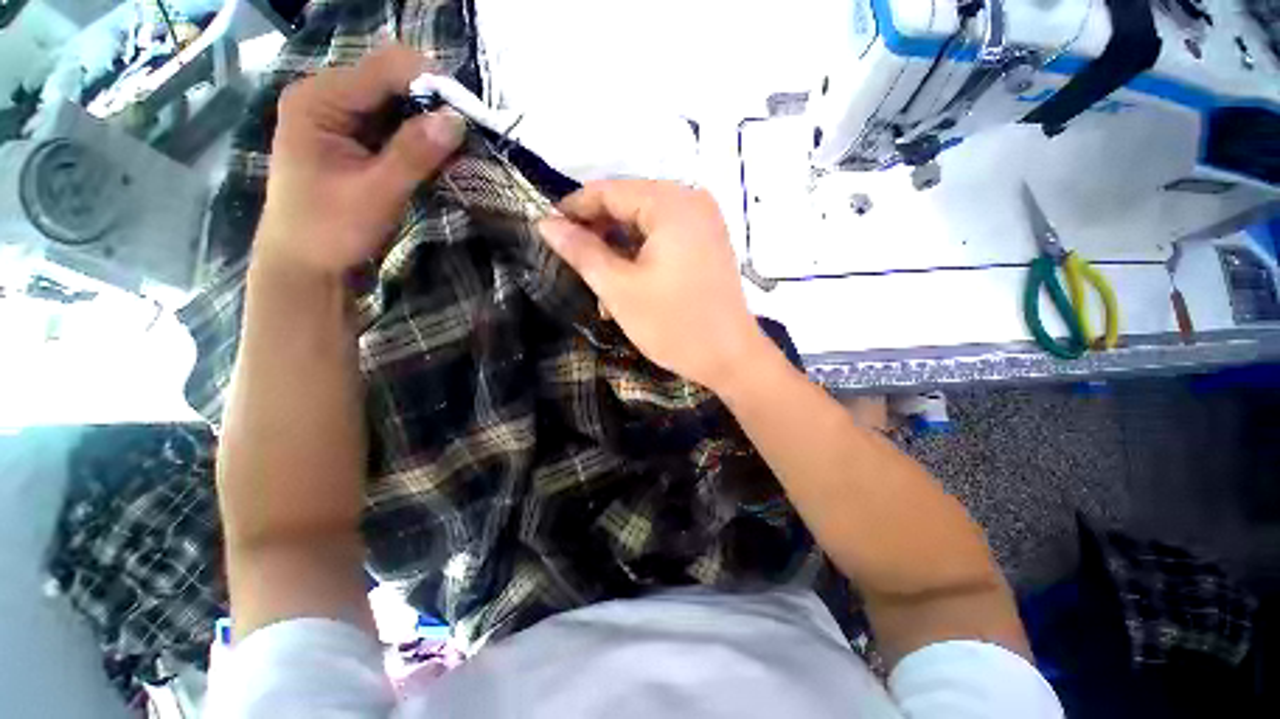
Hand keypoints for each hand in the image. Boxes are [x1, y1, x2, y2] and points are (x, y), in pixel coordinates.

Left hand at [254, 45, 465, 278]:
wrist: (304, 263)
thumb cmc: (331, 229)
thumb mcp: (377, 192)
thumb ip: (415, 153)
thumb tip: (457, 120)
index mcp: (320, 99)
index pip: (384, 69)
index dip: (431, 83)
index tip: (470, 114)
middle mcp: (325, 95)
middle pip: (390, 80)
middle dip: (432, 103)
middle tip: (467, 134)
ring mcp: (336, 115)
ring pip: (394, 102)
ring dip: (427, 121)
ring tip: (456, 146)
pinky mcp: (349, 136)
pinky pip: (391, 123)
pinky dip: (417, 136)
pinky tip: (435, 153)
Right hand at [538, 180, 770, 391]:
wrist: (731, 359)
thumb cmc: (674, 325)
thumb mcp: (619, 288)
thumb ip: (581, 251)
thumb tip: (545, 223)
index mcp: (672, 203)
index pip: (609, 191)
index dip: (574, 209)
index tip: (547, 232)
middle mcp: (692, 201)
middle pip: (629, 205)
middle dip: (598, 233)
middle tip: (573, 262)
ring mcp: (704, 223)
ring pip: (645, 224)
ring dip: (618, 249)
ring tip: (599, 282)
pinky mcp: (708, 244)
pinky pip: (664, 238)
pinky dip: (641, 256)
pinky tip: (627, 282)